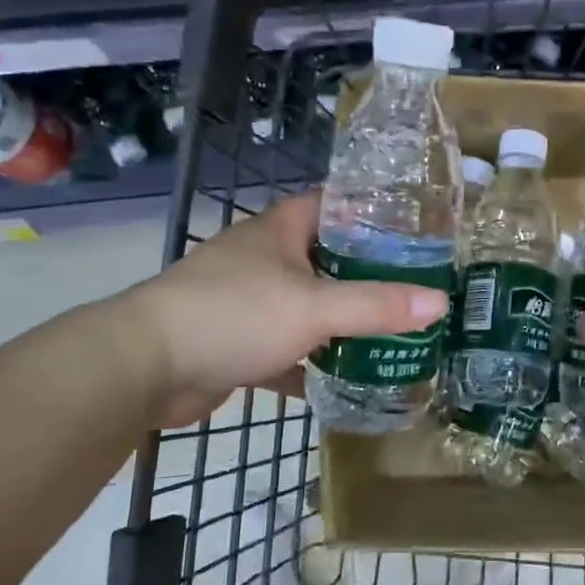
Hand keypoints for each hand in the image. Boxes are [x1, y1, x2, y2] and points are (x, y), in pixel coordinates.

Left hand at [111, 191, 448, 428]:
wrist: (144, 368)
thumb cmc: (232, 315)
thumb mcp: (314, 307)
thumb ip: (376, 305)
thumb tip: (440, 302)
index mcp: (280, 231)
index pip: (334, 204)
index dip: (373, 211)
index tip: (415, 230)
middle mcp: (264, 260)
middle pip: (326, 258)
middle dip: (367, 273)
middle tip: (416, 289)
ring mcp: (248, 302)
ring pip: (307, 306)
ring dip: (341, 321)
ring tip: (393, 333)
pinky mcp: (237, 343)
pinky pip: (287, 349)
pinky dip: (311, 364)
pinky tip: (345, 380)